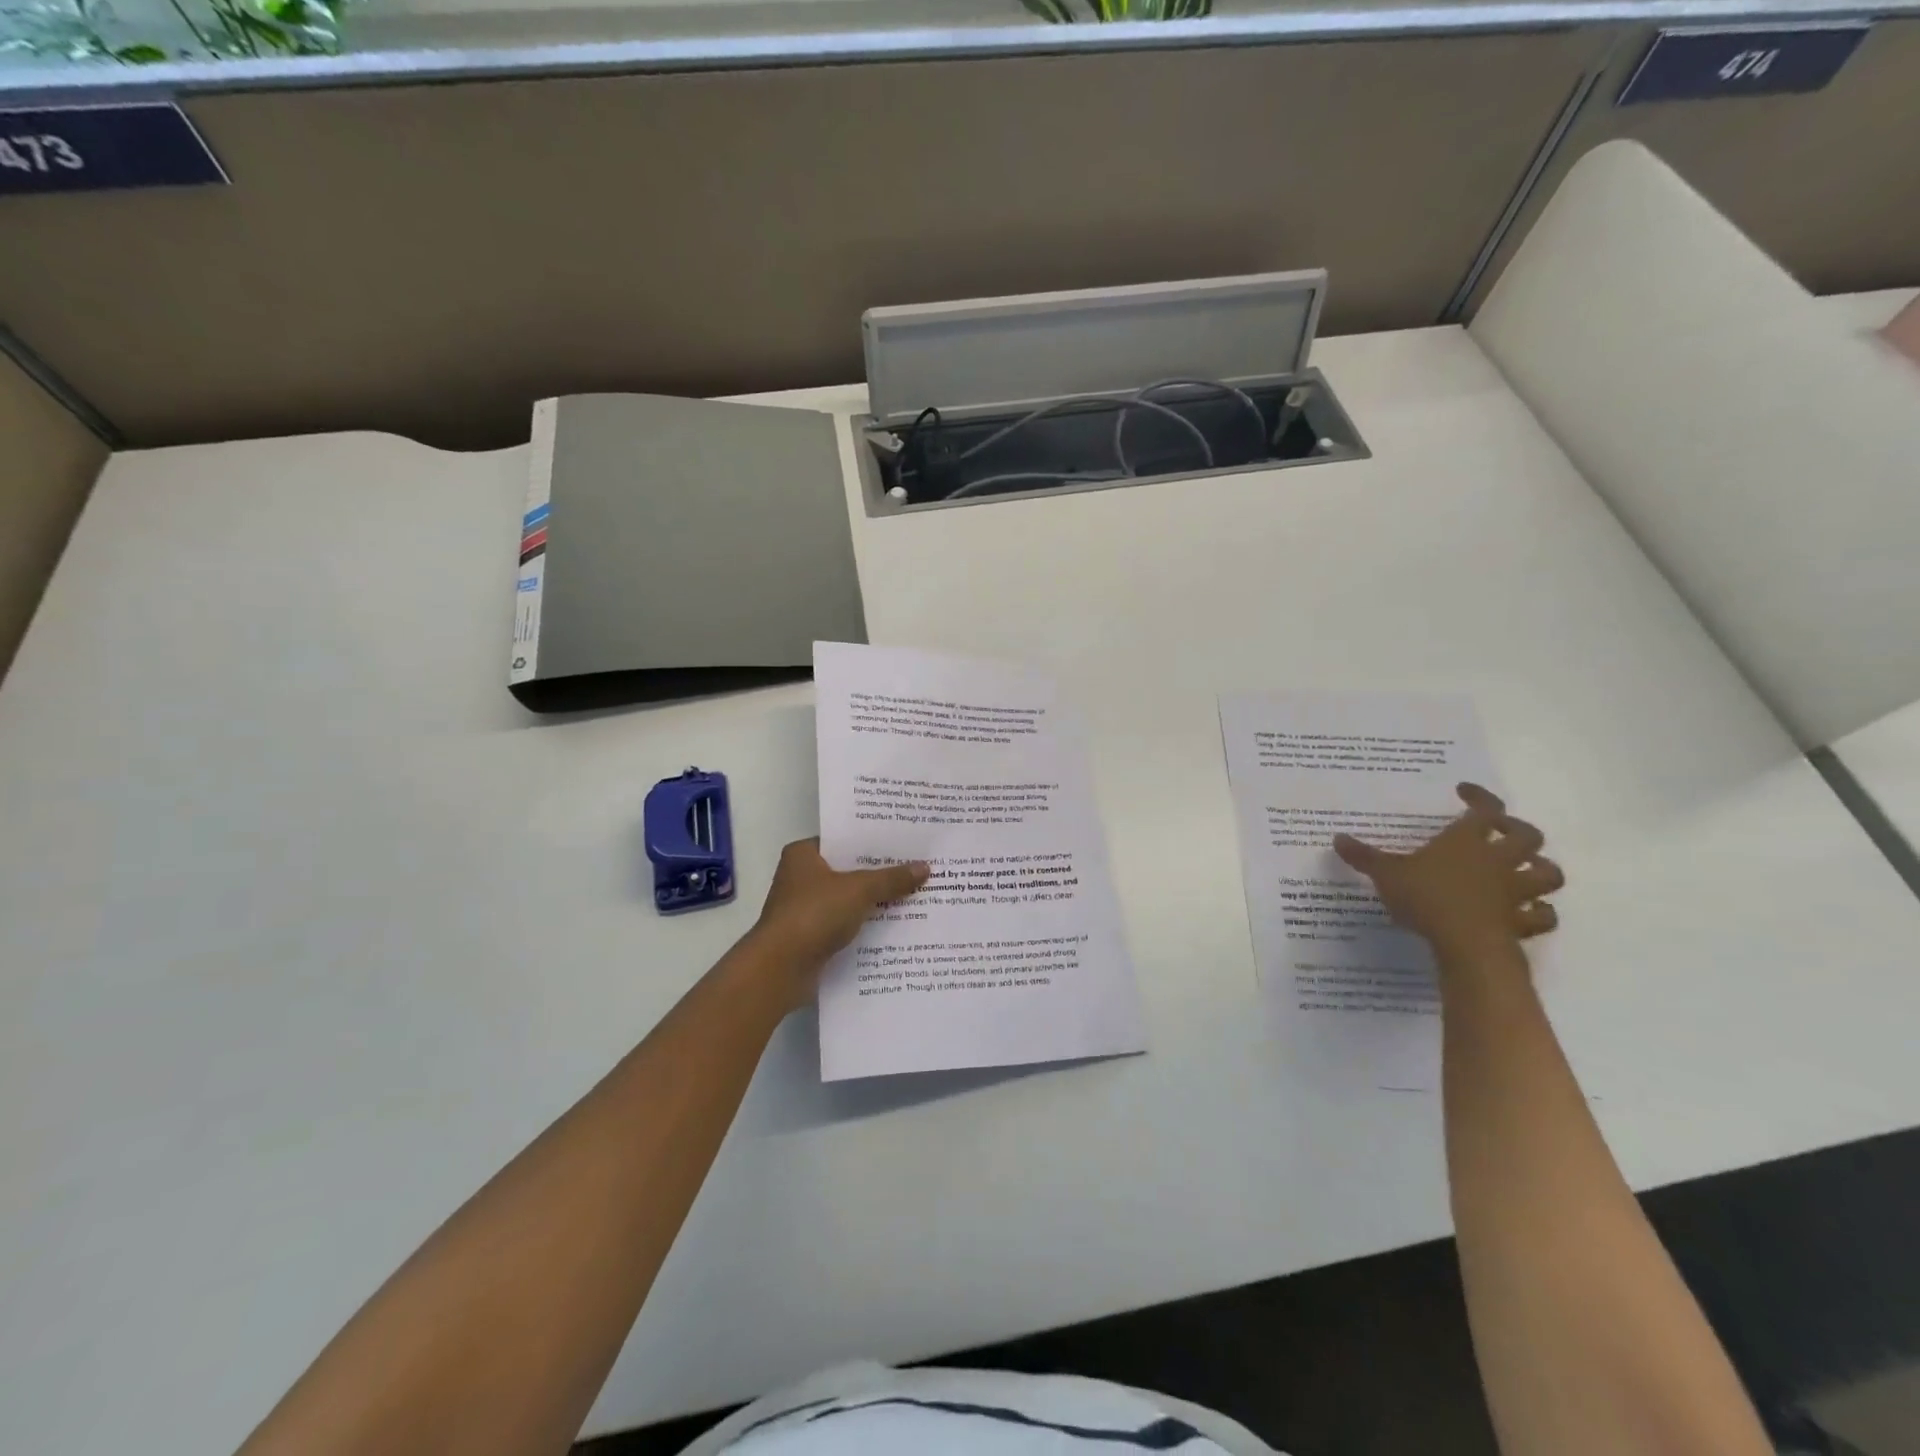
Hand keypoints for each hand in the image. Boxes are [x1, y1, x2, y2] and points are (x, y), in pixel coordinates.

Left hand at [743, 839, 928, 1006]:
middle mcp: (800, 877)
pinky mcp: (811, 936)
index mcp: (803, 855)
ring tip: (914, 895)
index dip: (873, 841)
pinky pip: (845, 924)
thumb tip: (925, 868)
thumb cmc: (814, 914)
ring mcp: (804, 909)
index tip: (904, 842)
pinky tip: (895, 926)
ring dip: (874, 901)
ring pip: (848, 899)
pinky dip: (865, 925)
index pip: (843, 840)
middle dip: (879, 873)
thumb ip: (891, 879)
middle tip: (916, 867)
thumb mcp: (859, 890)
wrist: (780, 969)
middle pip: (848, 870)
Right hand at [1332, 784, 1562, 963]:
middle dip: (1517, 830)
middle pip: (1527, 836)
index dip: (1479, 797)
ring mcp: (1515, 892)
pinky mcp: (1522, 923)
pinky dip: (1540, 912)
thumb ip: (1364, 856)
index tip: (1465, 791)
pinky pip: (1542, 915)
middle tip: (1499, 830)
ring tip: (1526, 869)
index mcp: (1467, 841)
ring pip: (1547, 873)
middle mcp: (1498, 861)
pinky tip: (1529, 912)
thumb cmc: (1426, 898)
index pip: (1484, 809)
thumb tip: (1337, 838)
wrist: (1466, 944)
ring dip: (1541, 868)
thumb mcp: (1386, 874)